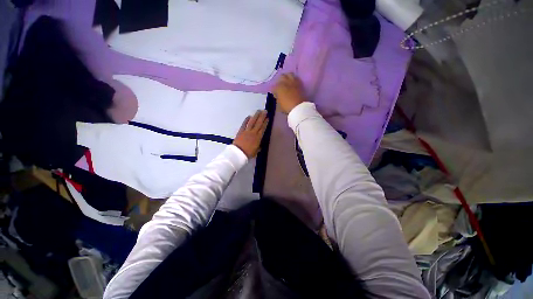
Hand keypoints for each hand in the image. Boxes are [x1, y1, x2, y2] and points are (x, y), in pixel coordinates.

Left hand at [233, 110, 268, 157]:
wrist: (238, 153)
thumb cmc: (248, 153)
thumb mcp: (256, 151)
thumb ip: (258, 147)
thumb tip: (260, 145)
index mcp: (258, 138)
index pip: (263, 128)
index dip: (265, 123)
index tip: (268, 118)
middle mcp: (253, 133)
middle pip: (258, 123)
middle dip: (262, 116)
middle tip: (265, 111)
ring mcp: (246, 131)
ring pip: (252, 122)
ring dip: (255, 116)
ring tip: (258, 111)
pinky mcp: (240, 131)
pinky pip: (244, 124)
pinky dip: (246, 120)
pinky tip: (249, 116)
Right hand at [272, 73, 306, 113]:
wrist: (299, 108)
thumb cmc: (287, 107)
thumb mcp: (279, 105)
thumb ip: (277, 98)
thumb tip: (277, 95)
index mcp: (279, 87)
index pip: (274, 87)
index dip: (274, 90)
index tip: (274, 94)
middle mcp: (286, 82)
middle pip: (282, 77)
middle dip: (280, 80)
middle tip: (280, 85)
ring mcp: (293, 82)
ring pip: (289, 74)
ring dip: (287, 77)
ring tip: (287, 82)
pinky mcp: (300, 83)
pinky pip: (296, 78)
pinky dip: (293, 79)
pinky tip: (293, 83)